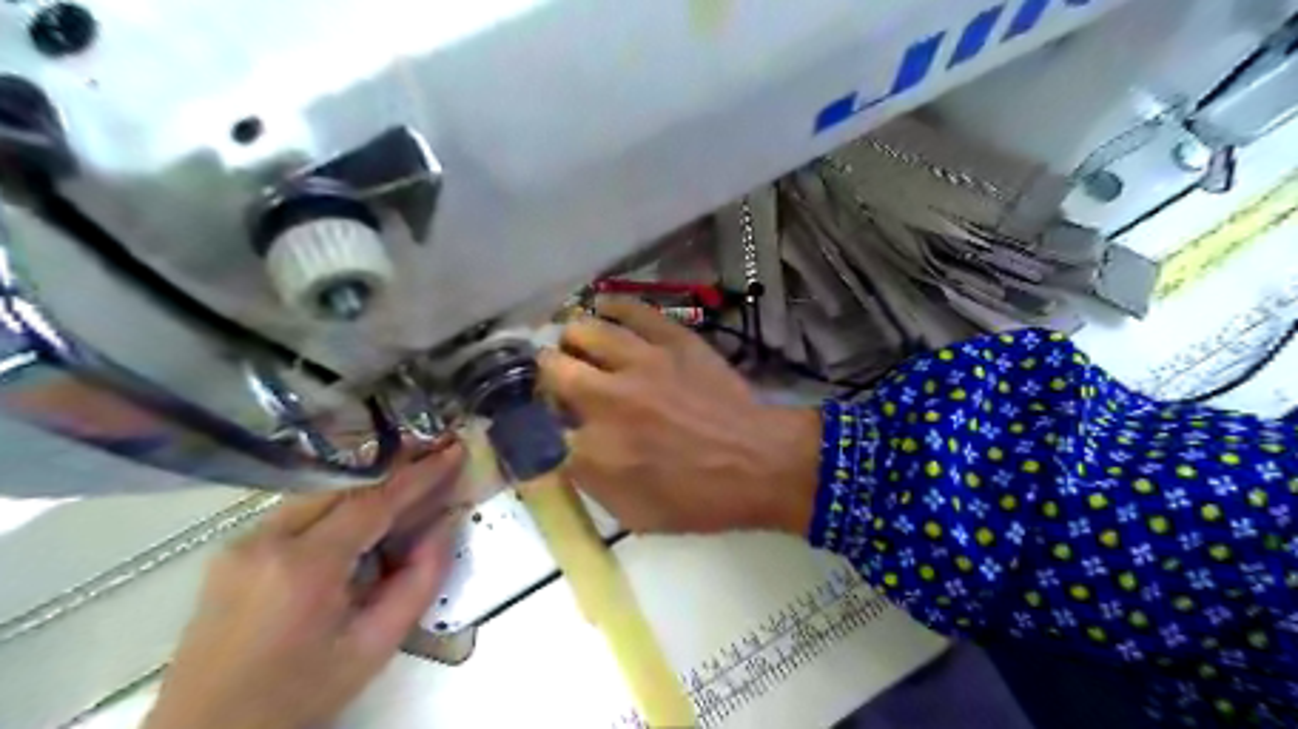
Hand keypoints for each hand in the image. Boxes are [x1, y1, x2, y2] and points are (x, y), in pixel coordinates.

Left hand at [145, 446, 469, 728]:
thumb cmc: (299, 695)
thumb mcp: (374, 647)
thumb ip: (419, 582)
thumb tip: (445, 526)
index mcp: (303, 567)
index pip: (374, 502)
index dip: (420, 474)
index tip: (454, 450)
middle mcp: (266, 540)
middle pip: (344, 486)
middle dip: (395, 468)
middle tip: (436, 456)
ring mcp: (242, 542)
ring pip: (320, 493)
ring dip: (367, 484)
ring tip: (409, 479)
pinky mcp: (233, 551)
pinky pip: (298, 510)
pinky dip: (339, 503)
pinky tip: (363, 514)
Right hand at [539, 296, 820, 536]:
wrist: (760, 463)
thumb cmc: (700, 499)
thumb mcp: (634, 515)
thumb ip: (588, 483)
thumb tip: (563, 453)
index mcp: (595, 450)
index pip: (539, 428)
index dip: (538, 425)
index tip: (546, 424)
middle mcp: (607, 398)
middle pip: (550, 368)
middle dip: (546, 376)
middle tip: (559, 381)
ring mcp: (641, 362)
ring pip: (582, 330)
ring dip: (572, 340)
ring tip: (578, 347)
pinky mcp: (672, 339)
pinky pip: (631, 309)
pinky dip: (612, 308)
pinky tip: (605, 312)